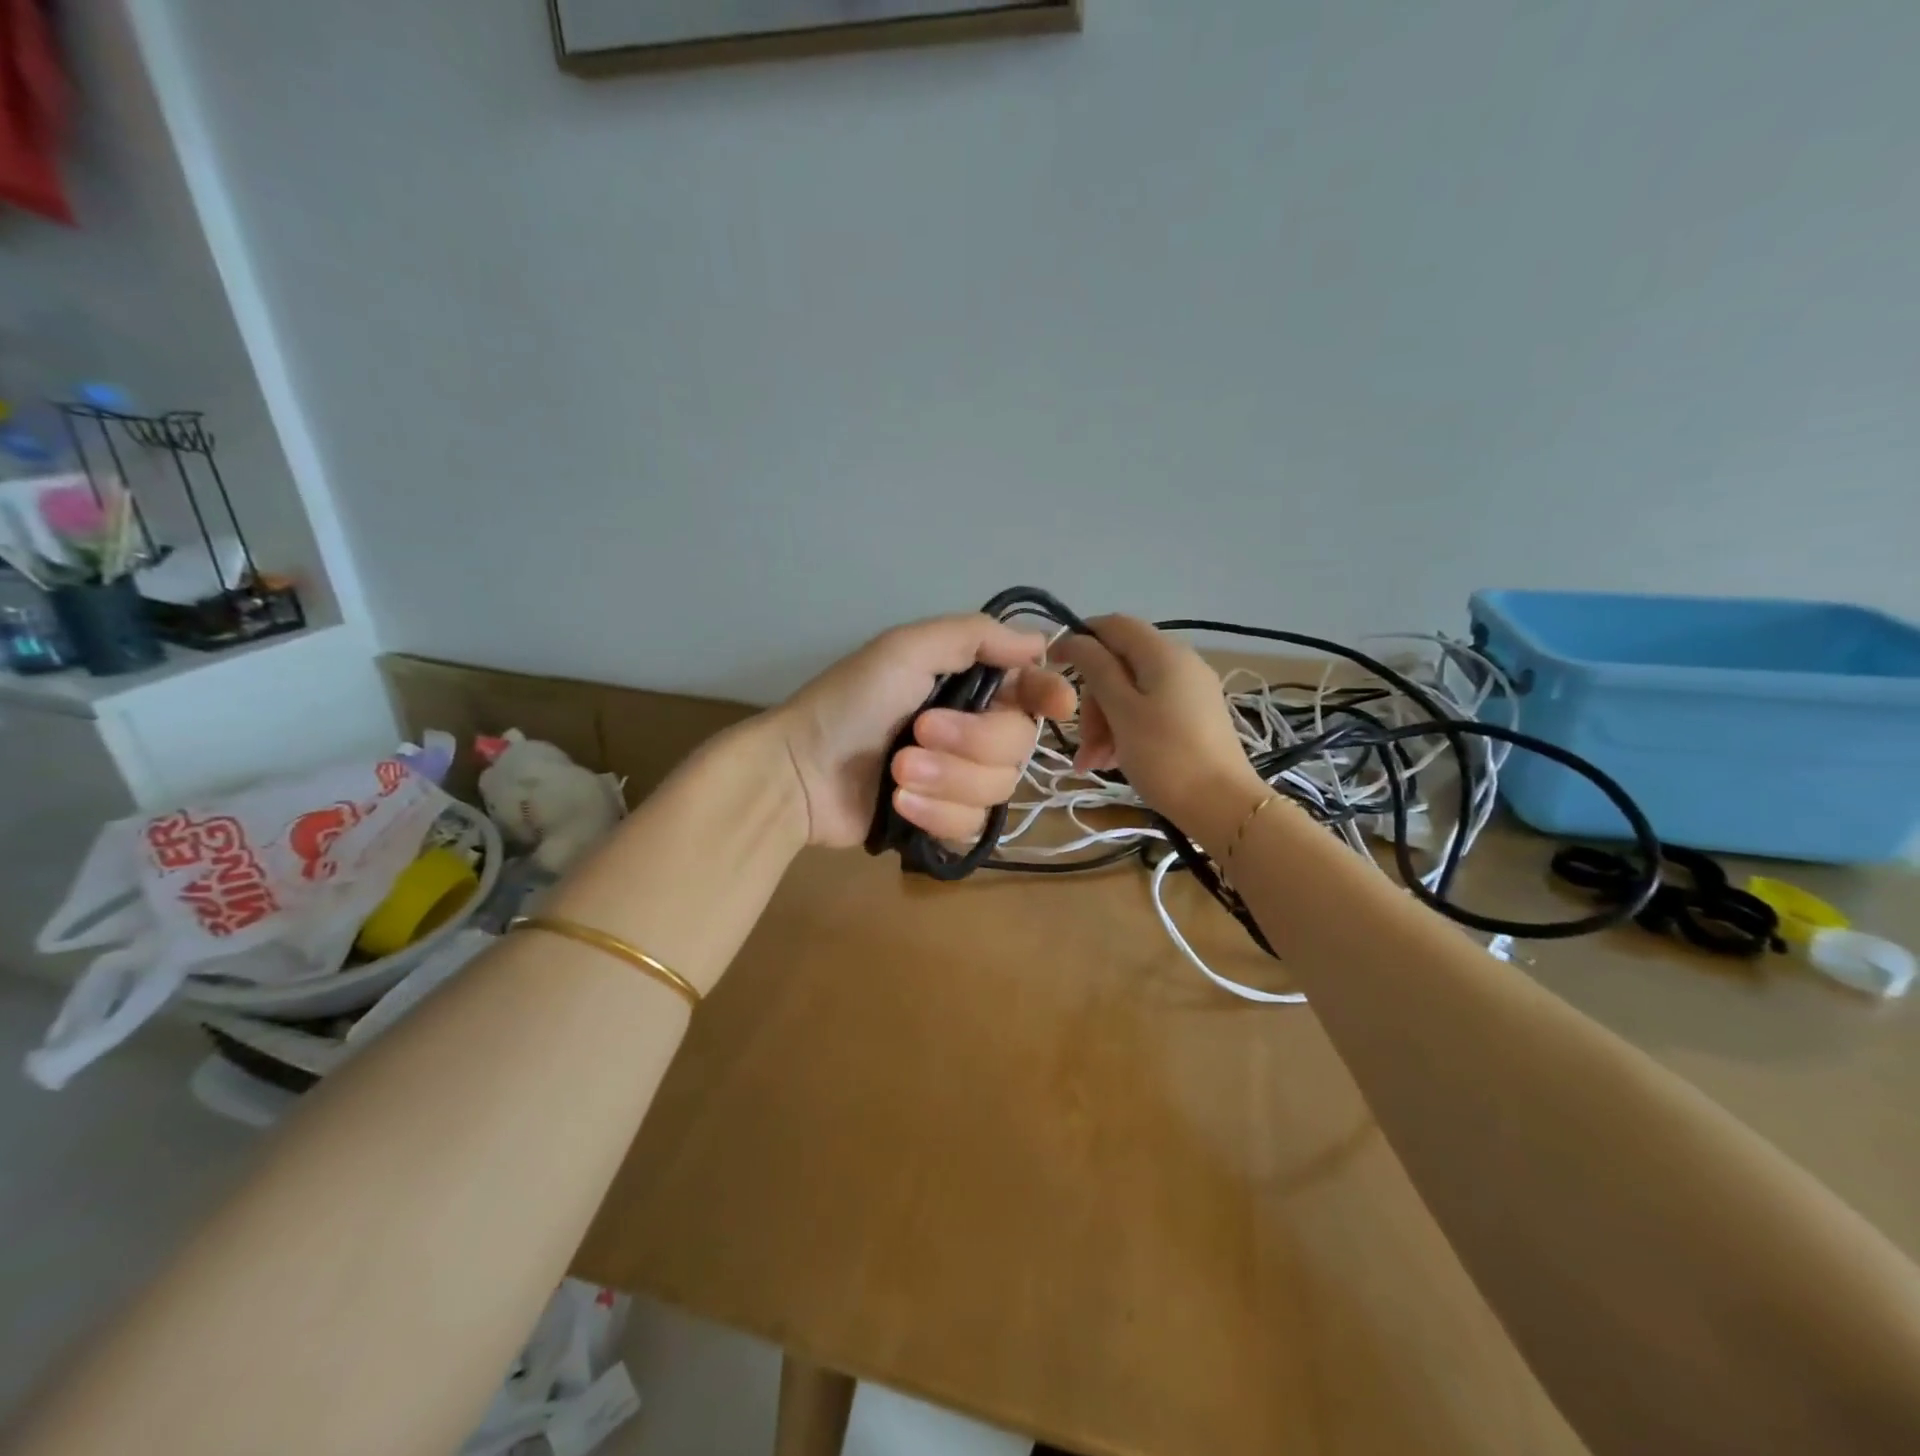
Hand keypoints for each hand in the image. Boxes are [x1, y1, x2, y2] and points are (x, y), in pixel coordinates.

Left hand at [773, 615, 1076, 848]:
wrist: (798, 772)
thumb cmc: (849, 702)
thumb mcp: (905, 650)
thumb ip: (973, 637)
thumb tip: (1041, 642)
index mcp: (968, 686)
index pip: (1031, 690)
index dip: (1050, 695)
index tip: (1057, 704)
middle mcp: (972, 731)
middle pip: (1019, 744)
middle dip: (970, 743)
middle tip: (918, 733)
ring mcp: (959, 780)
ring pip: (998, 789)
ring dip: (947, 780)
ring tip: (897, 772)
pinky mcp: (943, 821)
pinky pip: (973, 825)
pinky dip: (937, 815)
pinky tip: (900, 804)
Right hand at [1055, 614, 1265, 831]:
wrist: (1223, 807)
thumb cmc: (1165, 756)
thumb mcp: (1122, 710)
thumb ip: (1096, 668)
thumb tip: (1076, 637)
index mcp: (1163, 653)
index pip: (1113, 625)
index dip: (1080, 638)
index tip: (1052, 666)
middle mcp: (1180, 663)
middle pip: (1119, 664)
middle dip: (1092, 698)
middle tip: (1082, 738)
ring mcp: (1189, 691)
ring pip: (1130, 693)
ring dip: (1104, 722)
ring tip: (1091, 762)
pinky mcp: (1193, 718)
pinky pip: (1148, 712)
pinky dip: (1125, 731)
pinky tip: (1110, 762)